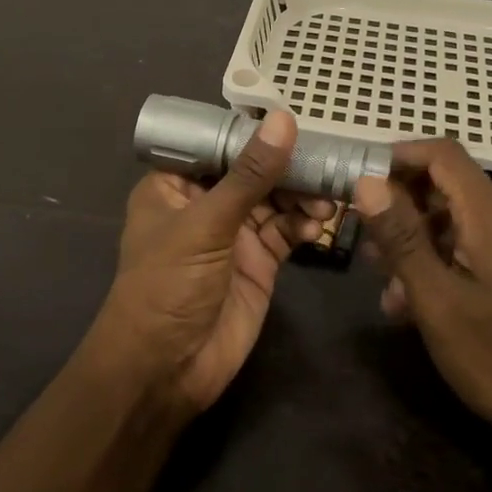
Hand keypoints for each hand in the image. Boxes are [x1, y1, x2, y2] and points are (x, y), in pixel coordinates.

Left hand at [88, 110, 329, 415]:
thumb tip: (283, 120)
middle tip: (325, 162)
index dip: (253, 132)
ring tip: (325, 201)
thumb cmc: (168, 285)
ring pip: (275, 199)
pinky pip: (286, 231)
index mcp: (174, 184)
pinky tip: (318, 225)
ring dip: (301, 196)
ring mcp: (233, 233)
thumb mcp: (206, 224)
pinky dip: (304, 225)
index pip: (218, 143)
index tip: (295, 119)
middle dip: (288, 166)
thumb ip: (250, 175)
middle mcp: (204, 203)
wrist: (166, 371)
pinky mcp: (258, 262)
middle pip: (253, 170)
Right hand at [354, 141, 491, 450]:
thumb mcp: (436, 300)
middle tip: (365, 243)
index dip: (398, 158)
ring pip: (460, 216)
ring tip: (386, 283)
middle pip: (449, 184)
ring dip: (419, 239)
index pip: (442, 154)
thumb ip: (401, 236)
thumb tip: (366, 182)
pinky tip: (418, 299)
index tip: (359, 183)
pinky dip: (444, 256)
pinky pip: (478, 239)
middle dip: (402, 208)